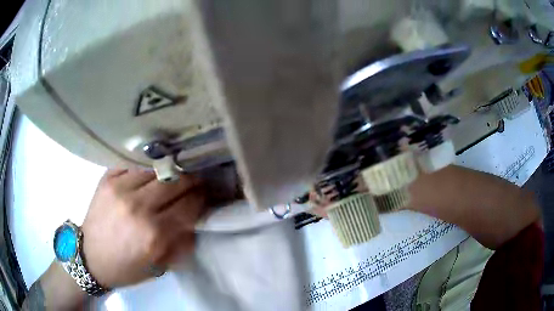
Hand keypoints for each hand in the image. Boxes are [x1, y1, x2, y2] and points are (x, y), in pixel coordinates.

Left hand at [80, 169, 204, 288]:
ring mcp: (120, 189)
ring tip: (171, 176)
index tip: (205, 193)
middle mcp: (138, 207)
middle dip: (189, 179)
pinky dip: (145, 171)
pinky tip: (147, 176)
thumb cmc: (126, 267)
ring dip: (167, 173)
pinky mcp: (107, 179)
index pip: (188, 206)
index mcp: (154, 234)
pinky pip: (134, 166)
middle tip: (195, 179)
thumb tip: (194, 219)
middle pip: (174, 182)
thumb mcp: (159, 266)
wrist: (90, 257)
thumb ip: (180, 243)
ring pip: (155, 170)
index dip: (200, 197)